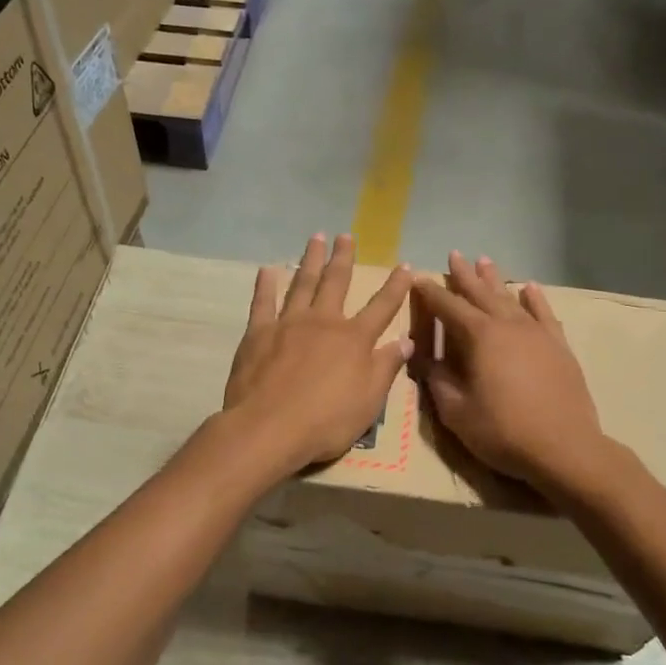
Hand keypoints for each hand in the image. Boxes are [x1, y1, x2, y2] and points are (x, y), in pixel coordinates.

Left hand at [224, 233, 414, 472]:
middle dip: (343, 258)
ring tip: (315, 238)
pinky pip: (263, 302)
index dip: (396, 286)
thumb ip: (386, 367)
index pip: (382, 307)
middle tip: (346, 235)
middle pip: (336, 282)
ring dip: (310, 260)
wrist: (269, 428)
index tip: (406, 266)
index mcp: (354, 339)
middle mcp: (323, 322)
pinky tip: (268, 269)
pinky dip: (265, 284)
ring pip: (302, 283)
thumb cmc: (326, 421)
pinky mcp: (258, 333)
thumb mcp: (369, 401)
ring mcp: (288, 323)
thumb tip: (406, 340)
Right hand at [410, 252, 607, 491]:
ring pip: (511, 298)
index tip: (418, 279)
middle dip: (464, 275)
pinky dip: (535, 299)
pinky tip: (529, 288)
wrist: (565, 448)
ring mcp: (537, 333)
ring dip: (495, 280)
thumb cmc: (503, 431)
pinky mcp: (559, 346)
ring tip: (484, 260)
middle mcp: (508, 325)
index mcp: (479, 337)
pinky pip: (544, 314)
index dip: (431, 293)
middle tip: (453, 255)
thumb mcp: (456, 411)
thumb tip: (423, 358)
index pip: (448, 307)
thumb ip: (438, 380)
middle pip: (481, 294)